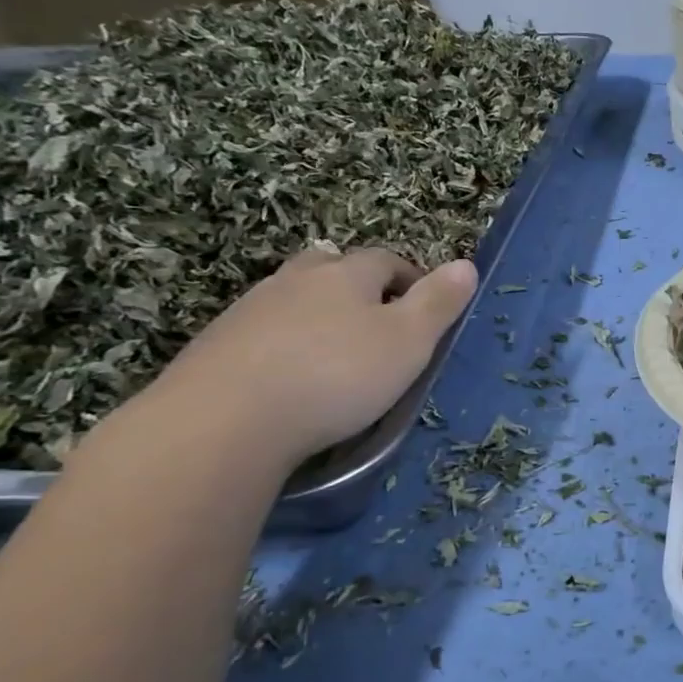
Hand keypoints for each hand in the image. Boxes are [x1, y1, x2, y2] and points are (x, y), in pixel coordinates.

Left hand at [146, 247, 477, 468]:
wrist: (224, 420)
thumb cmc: (336, 375)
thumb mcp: (408, 341)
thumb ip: (438, 303)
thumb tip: (466, 265)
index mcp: (347, 275)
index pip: (386, 260)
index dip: (410, 278)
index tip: (425, 308)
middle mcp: (296, 280)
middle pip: (331, 266)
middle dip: (356, 284)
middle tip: (375, 319)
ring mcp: (250, 310)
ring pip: (293, 296)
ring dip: (316, 312)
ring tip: (332, 349)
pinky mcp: (217, 345)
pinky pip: (262, 331)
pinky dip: (282, 342)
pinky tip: (287, 375)